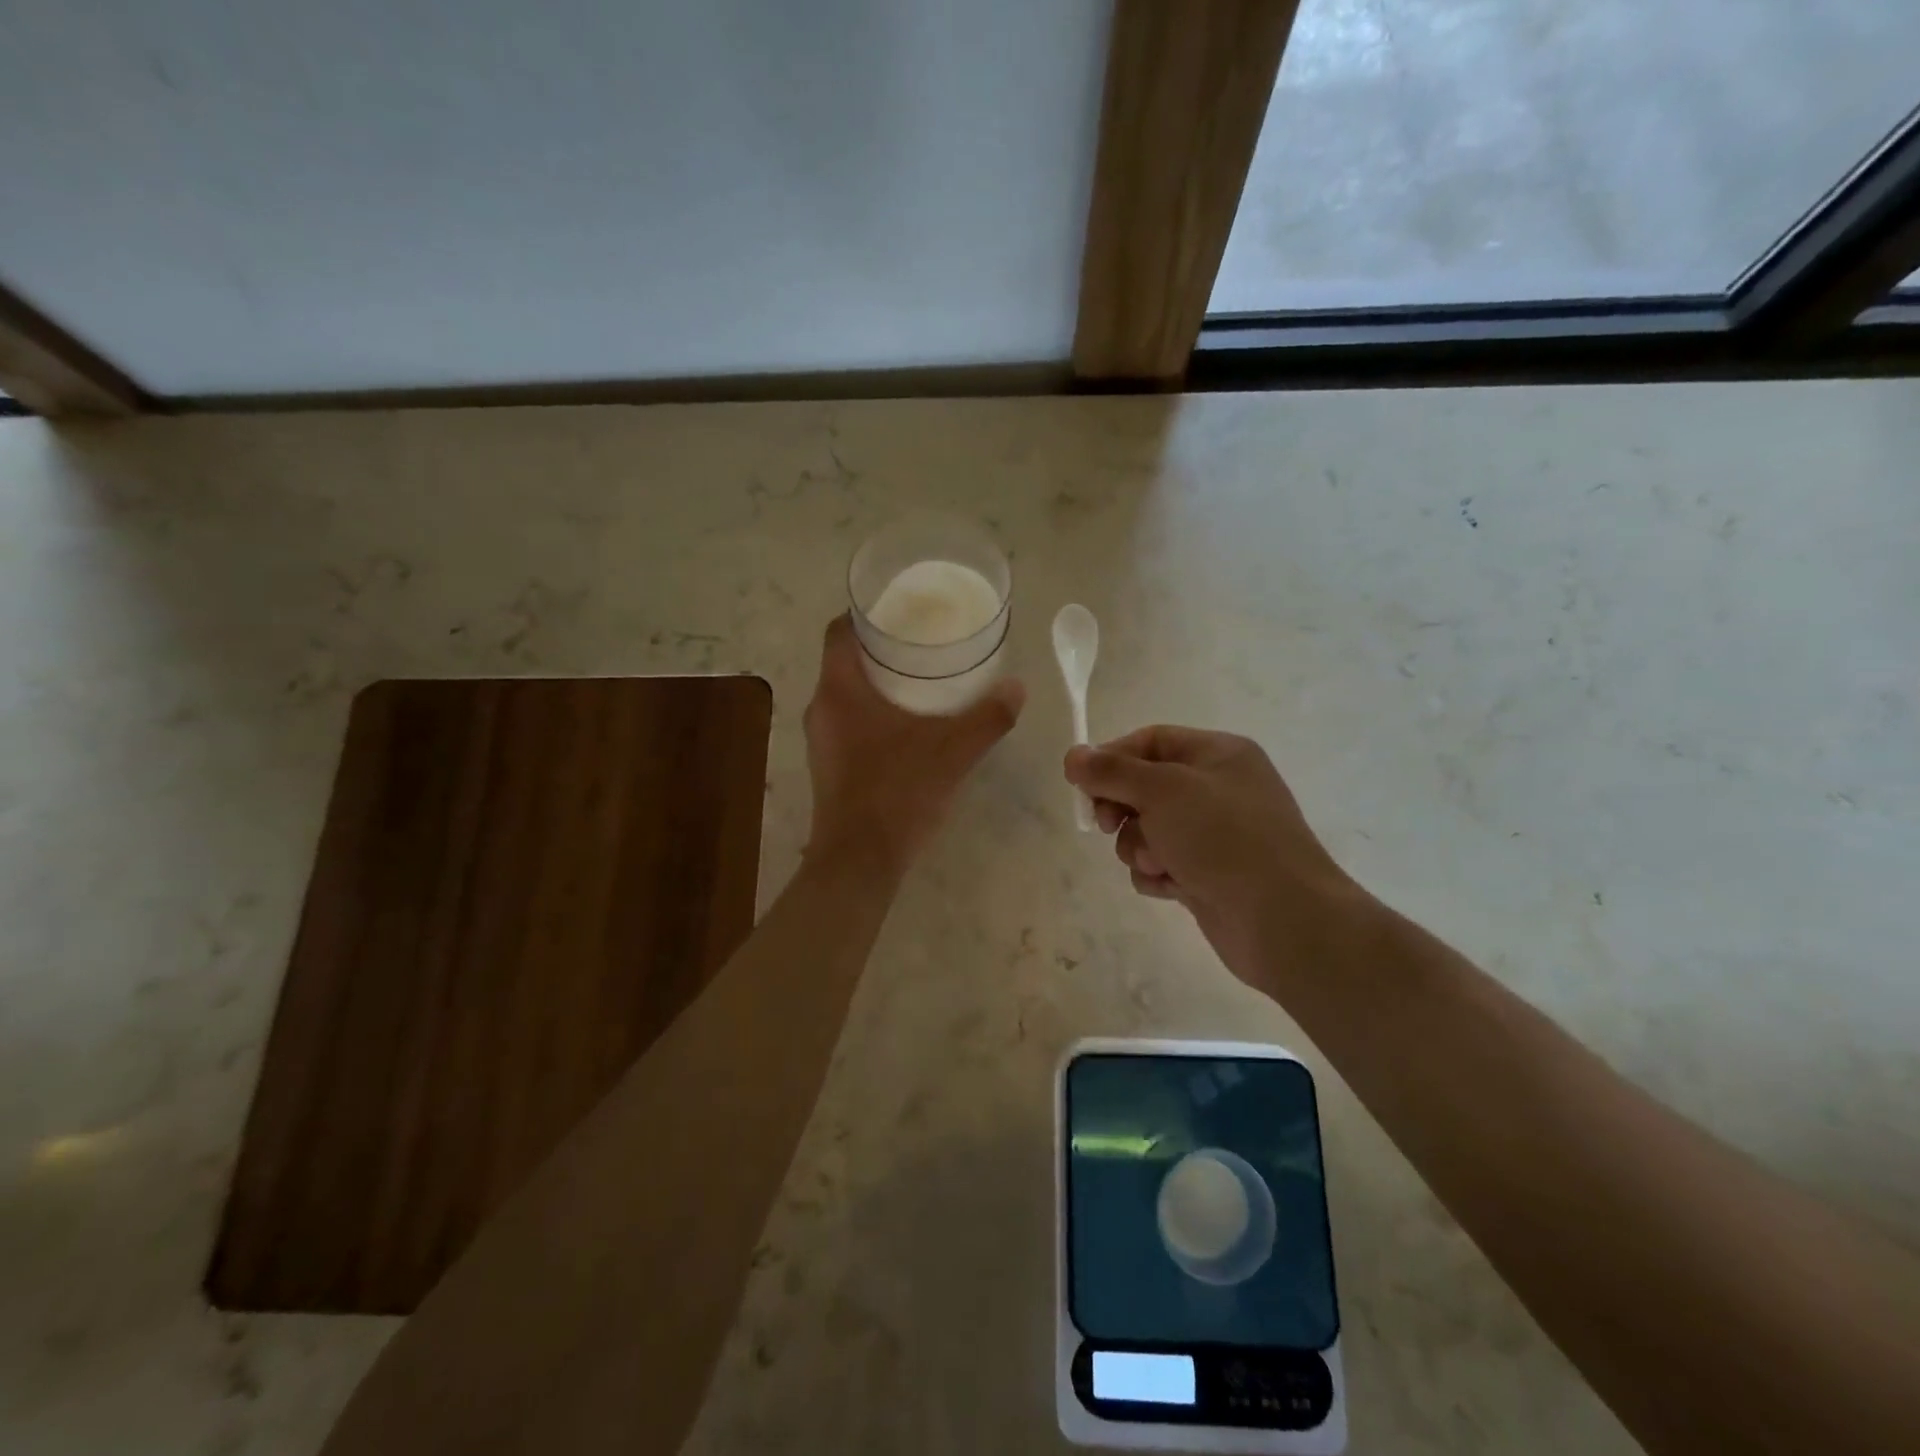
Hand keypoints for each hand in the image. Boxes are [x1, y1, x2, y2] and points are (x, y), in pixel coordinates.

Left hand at [803, 615, 1025, 875]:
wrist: (859, 861)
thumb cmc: (898, 792)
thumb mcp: (953, 751)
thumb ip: (988, 717)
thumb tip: (1017, 688)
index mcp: (840, 689)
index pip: (839, 631)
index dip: (865, 613)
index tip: (899, 610)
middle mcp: (821, 708)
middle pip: (844, 661)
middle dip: (880, 649)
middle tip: (921, 644)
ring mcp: (821, 741)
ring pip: (846, 694)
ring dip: (876, 684)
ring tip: (919, 682)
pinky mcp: (828, 766)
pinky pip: (848, 724)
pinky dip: (872, 714)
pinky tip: (906, 728)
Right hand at [1064, 726, 1370, 983]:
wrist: (1283, 919)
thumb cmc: (1224, 838)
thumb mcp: (1163, 791)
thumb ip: (1112, 771)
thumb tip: (1073, 756)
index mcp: (1218, 754)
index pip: (1150, 741)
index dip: (1112, 758)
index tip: (1081, 784)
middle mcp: (1218, 789)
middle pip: (1145, 786)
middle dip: (1122, 807)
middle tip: (1107, 823)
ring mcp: (1215, 835)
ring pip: (1149, 829)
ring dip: (1140, 846)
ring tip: (1159, 864)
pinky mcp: (1208, 874)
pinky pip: (1162, 864)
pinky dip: (1157, 874)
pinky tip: (1171, 887)